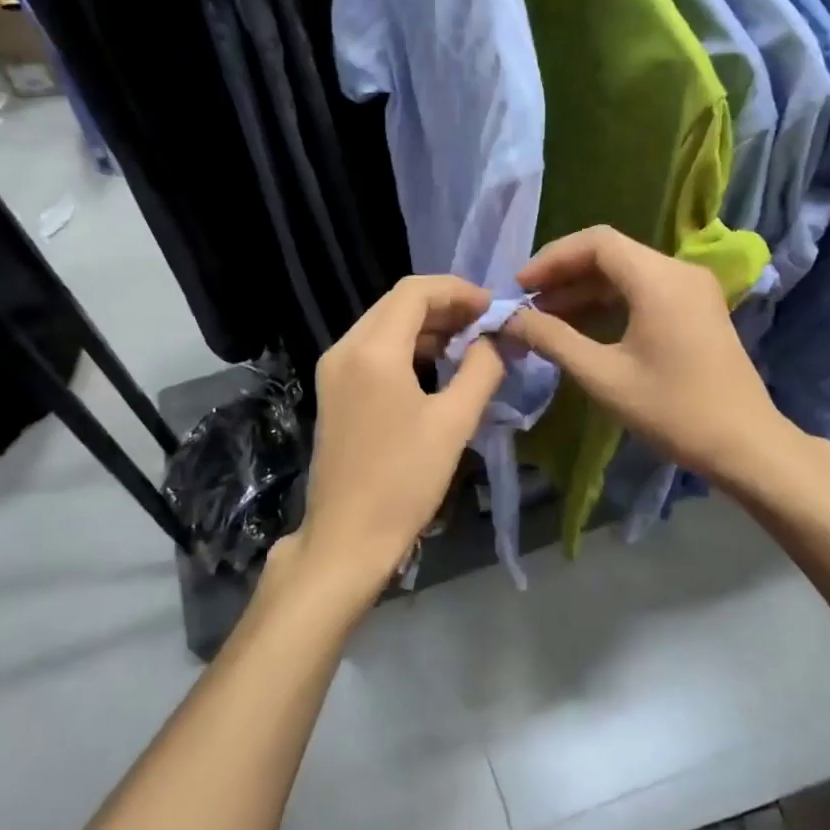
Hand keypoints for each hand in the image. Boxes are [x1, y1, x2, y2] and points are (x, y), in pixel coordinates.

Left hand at [262, 276, 506, 625]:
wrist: (346, 538)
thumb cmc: (404, 481)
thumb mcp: (454, 423)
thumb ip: (482, 370)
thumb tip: (495, 341)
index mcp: (372, 350)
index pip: (414, 291)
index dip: (457, 291)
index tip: (492, 308)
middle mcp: (345, 349)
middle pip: (396, 304)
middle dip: (444, 306)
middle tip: (485, 324)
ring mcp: (333, 371)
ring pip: (383, 326)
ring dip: (425, 327)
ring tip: (468, 343)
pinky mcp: (333, 392)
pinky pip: (372, 351)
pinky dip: (406, 348)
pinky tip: (436, 366)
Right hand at [499, 227, 808, 495]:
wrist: (745, 445)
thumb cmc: (672, 410)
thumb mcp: (603, 376)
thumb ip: (552, 339)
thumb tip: (509, 318)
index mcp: (658, 279)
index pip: (596, 242)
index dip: (552, 259)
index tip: (520, 287)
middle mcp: (679, 271)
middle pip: (610, 253)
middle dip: (564, 274)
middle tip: (527, 303)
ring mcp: (692, 289)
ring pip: (626, 272)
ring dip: (585, 289)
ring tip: (546, 317)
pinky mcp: (696, 309)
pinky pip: (644, 289)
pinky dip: (609, 301)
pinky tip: (583, 326)